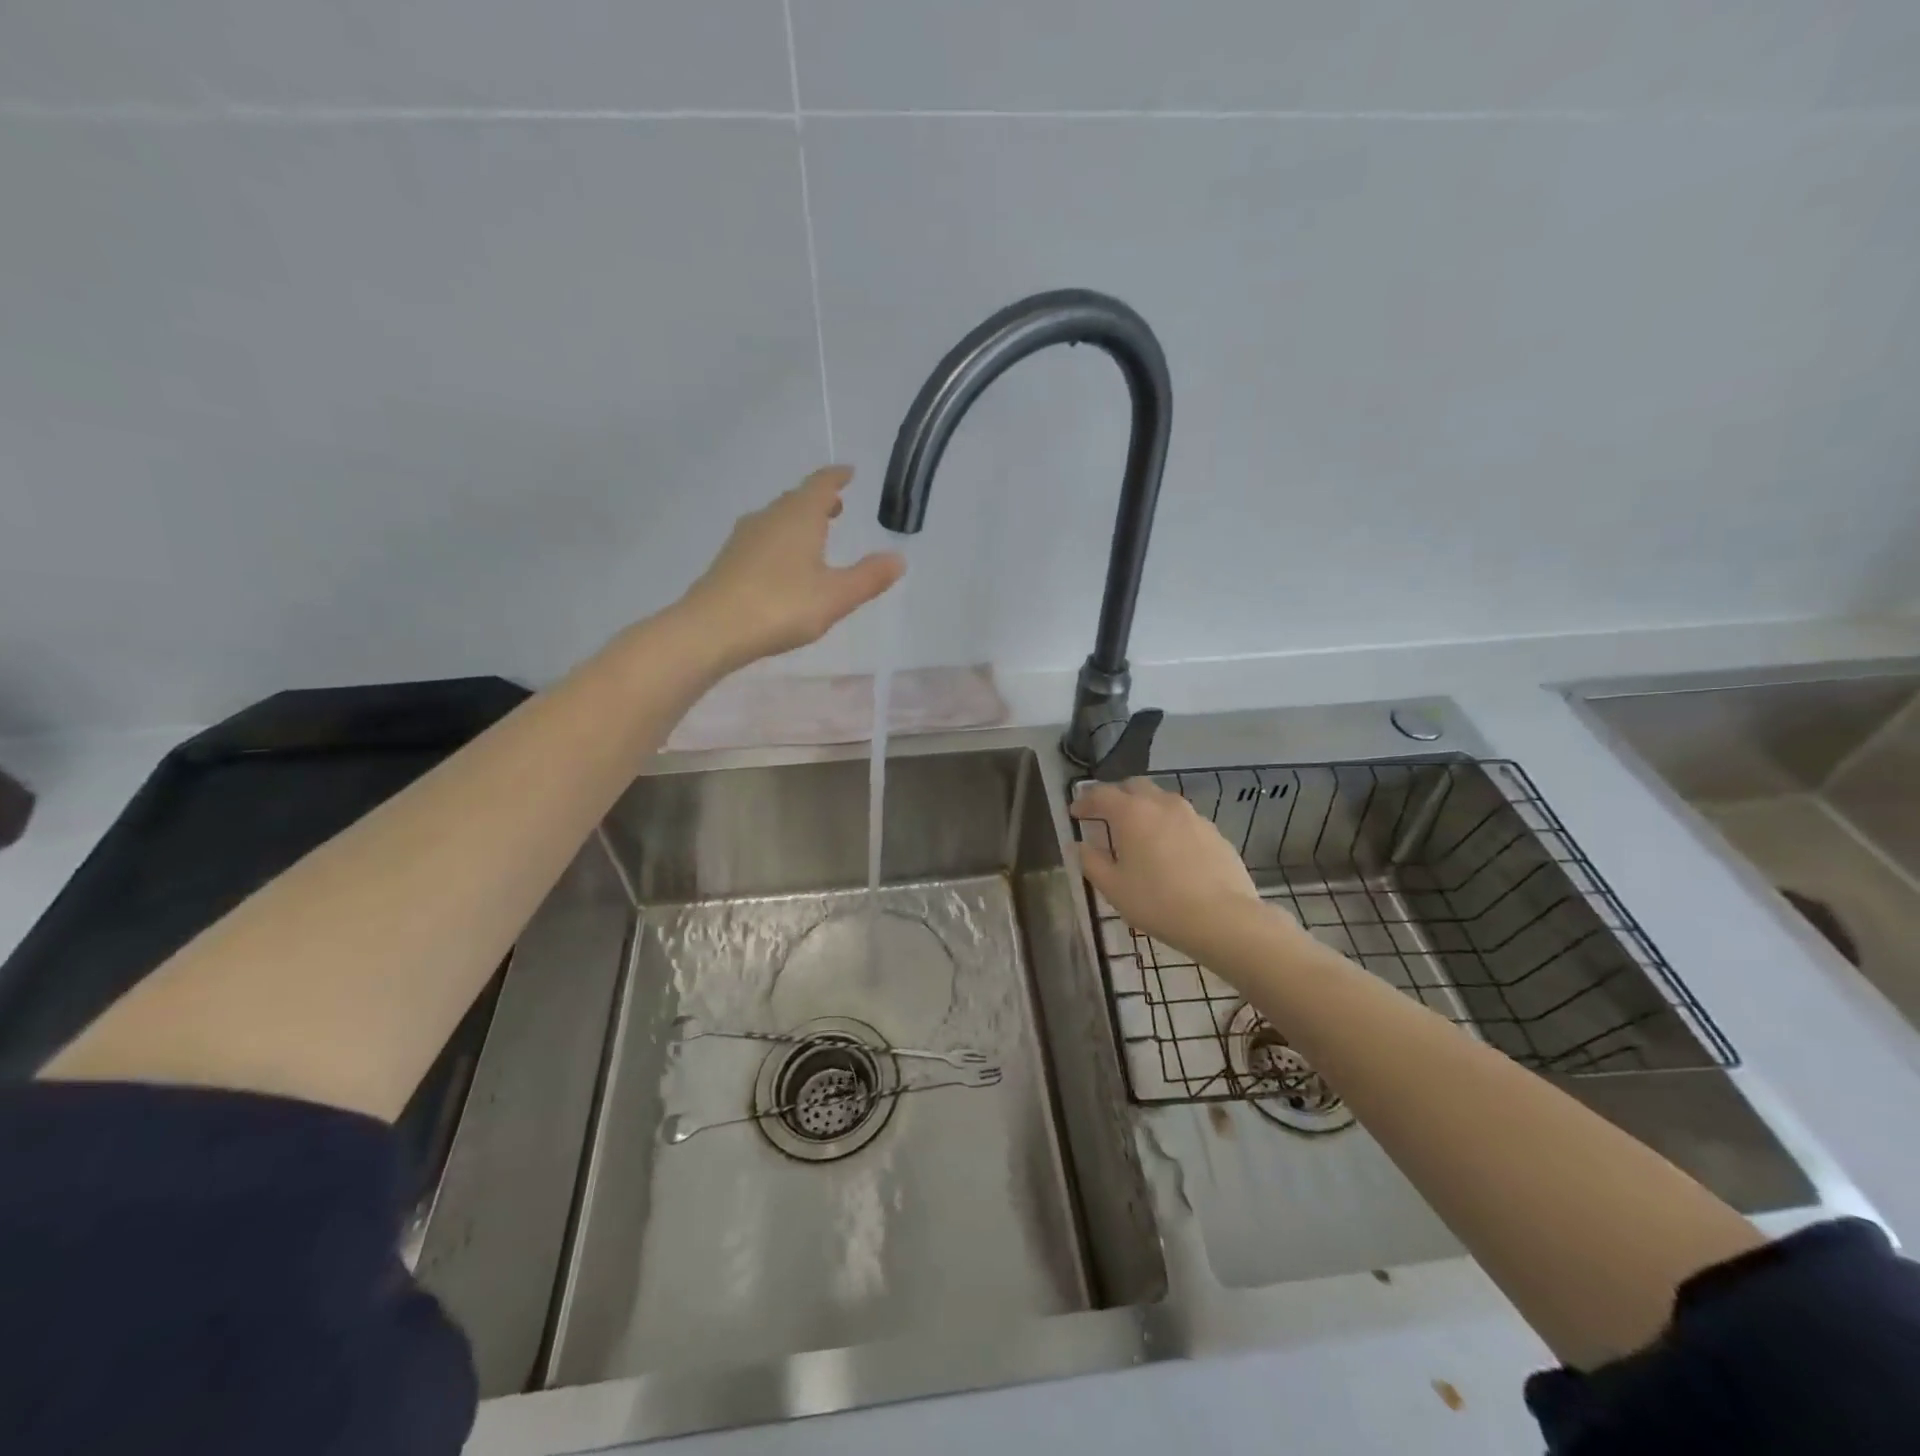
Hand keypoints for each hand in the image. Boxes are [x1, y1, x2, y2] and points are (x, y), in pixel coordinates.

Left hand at [678, 467, 905, 669]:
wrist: (712, 629)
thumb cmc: (781, 606)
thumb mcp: (836, 596)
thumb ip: (868, 577)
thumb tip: (898, 558)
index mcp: (799, 517)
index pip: (821, 484)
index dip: (837, 477)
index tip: (848, 472)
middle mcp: (770, 518)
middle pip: (796, 499)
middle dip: (818, 500)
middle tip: (836, 506)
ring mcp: (744, 538)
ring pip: (777, 519)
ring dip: (797, 520)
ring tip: (814, 533)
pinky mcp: (729, 560)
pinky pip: (762, 539)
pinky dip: (780, 540)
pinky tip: (783, 563)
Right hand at [1071, 778, 1264, 956]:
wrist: (1222, 919)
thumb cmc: (1157, 902)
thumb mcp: (1113, 888)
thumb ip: (1091, 862)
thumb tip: (1081, 846)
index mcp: (1132, 813)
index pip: (1101, 794)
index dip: (1084, 801)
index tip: (1075, 813)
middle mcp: (1162, 804)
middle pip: (1135, 787)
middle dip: (1117, 796)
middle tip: (1107, 816)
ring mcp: (1193, 816)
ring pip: (1163, 801)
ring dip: (1146, 810)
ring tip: (1140, 834)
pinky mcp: (1215, 833)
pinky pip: (1185, 821)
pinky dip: (1170, 827)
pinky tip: (1171, 852)